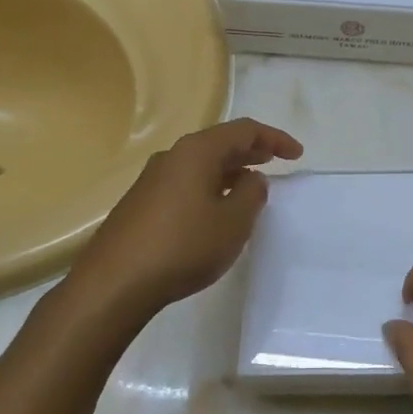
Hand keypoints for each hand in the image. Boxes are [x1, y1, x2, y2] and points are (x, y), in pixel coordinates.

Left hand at [66, 117, 302, 319]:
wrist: (115, 283)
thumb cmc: (184, 246)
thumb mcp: (233, 221)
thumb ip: (252, 193)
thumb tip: (251, 179)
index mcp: (197, 151)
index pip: (243, 130)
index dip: (274, 138)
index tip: (297, 155)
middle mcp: (172, 156)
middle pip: (219, 143)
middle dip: (251, 151)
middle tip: (276, 162)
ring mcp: (152, 179)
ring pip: (201, 165)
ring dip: (229, 171)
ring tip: (250, 187)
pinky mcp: (141, 203)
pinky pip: (185, 183)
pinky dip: (209, 187)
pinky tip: (215, 211)